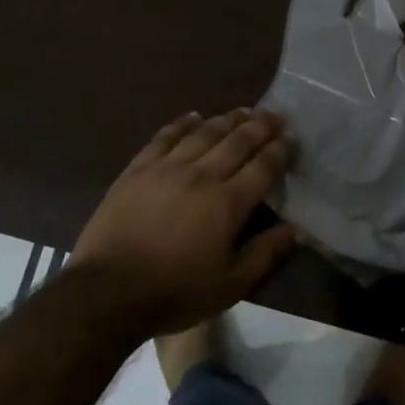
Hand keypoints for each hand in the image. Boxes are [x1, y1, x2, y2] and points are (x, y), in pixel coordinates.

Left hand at [68, 108, 298, 338]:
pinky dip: (183, 123)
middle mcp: (201, 176)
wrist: (107, 292)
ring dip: (228, 119)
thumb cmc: (175, 292)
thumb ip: (266, 254)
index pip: (263, 167)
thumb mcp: (230, 285)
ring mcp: (166, 168)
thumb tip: (298, 230)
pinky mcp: (138, 169)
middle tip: (275, 115)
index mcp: (228, 204)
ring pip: (204, 133)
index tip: (292, 138)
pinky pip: (165, 137)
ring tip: (244, 111)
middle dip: (260, 126)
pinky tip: (194, 116)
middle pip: (237, 141)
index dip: (280, 150)